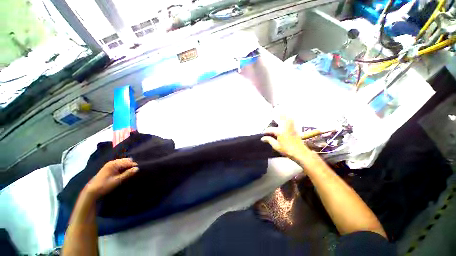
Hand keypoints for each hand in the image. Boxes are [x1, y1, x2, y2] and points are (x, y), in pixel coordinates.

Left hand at [85, 158, 138, 198]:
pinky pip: (119, 164)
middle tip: (135, 171)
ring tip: (131, 172)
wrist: (92, 191)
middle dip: (131, 165)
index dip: (134, 166)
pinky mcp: (109, 167)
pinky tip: (125, 172)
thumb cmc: (105, 185)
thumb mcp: (118, 180)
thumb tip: (138, 168)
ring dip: (127, 166)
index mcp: (114, 164)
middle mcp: (112, 162)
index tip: (139, 170)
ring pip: (123, 162)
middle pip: (126, 160)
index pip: (128, 162)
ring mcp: (110, 164)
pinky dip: (123, 167)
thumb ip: (128, 173)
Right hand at [261, 116, 310, 161]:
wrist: (300, 153)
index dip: (266, 131)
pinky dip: (290, 119)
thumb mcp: (276, 146)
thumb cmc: (287, 150)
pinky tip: (289, 118)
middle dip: (277, 115)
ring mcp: (291, 128)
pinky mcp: (295, 130)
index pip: (270, 129)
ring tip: (282, 112)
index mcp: (280, 132)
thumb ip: (269, 140)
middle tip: (274, 112)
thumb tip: (263, 138)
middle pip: (281, 119)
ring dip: (285, 115)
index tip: (263, 133)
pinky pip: (293, 122)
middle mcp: (285, 128)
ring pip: (288, 119)